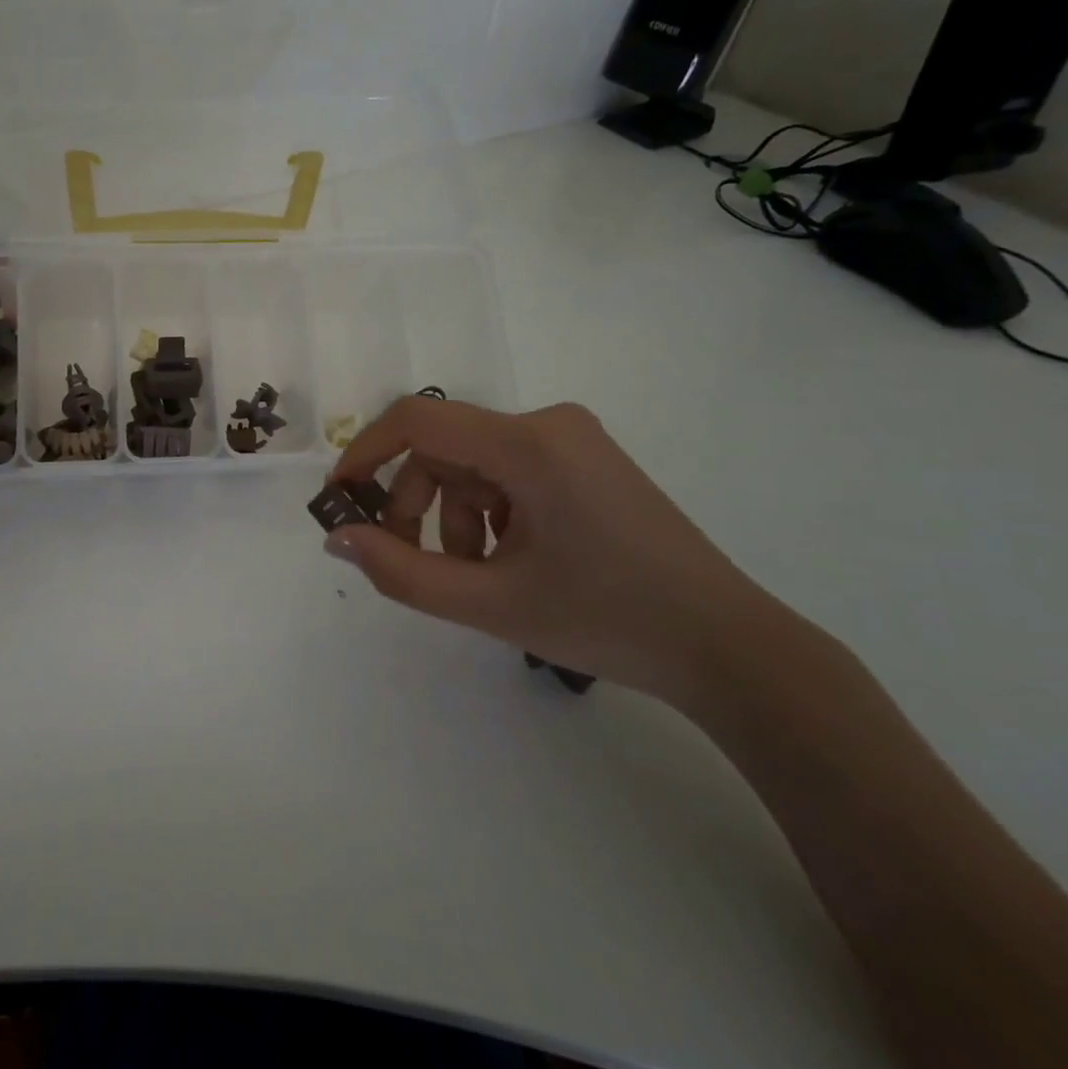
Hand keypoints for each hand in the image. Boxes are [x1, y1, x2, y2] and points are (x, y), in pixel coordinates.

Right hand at [325, 396, 804, 710]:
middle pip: (444, 448)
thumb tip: (338, 537)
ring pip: (473, 464)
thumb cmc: (608, 621)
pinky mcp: (585, 461)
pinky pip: (508, 473)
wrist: (729, 648)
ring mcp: (572, 440)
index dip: (365, 452)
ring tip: (474, 576)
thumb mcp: (489, 603)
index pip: (417, 420)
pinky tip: (509, 562)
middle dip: (413, 503)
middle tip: (406, 559)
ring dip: (453, 516)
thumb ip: (401, 571)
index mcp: (528, 444)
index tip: (340, 499)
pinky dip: (488, 513)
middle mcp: (548, 424)